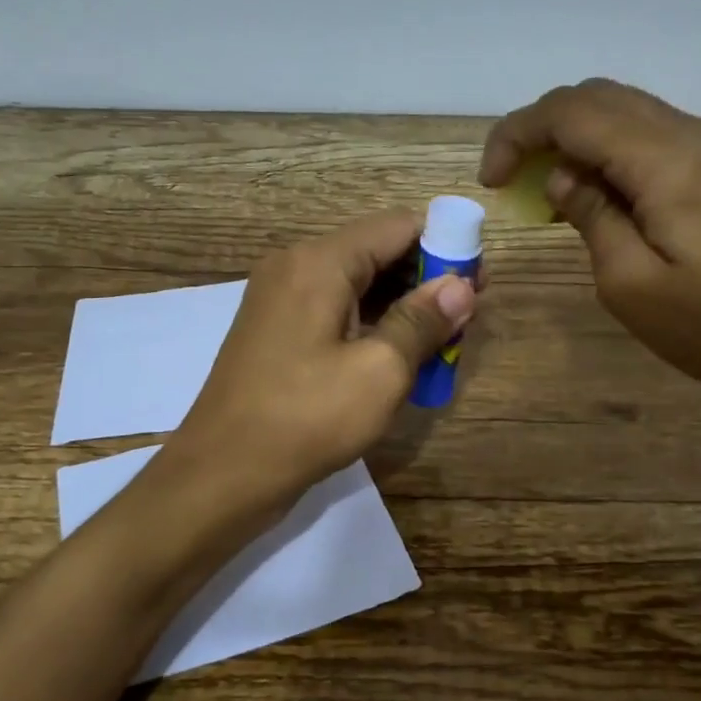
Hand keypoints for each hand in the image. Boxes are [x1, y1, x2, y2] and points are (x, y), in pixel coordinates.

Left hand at [162, 210, 476, 516]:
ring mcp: (280, 300)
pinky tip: (398, 355)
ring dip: (400, 306)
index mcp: (319, 262)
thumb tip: (461, 286)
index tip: (478, 282)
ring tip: (441, 340)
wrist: (221, 474)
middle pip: (375, 252)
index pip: (397, 226)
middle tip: (465, 318)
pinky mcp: (276, 331)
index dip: (445, 246)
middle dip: (424, 279)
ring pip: (356, 284)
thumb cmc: (305, 419)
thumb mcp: (379, 371)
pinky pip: (334, 310)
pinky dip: (370, 324)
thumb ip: (422, 321)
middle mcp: (295, 267)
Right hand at [480, 78, 700, 417]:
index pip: (573, 112)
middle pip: (599, 97)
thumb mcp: (631, 285)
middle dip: (542, 129)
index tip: (491, 181)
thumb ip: (591, 217)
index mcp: (669, 161)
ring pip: (627, 112)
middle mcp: (696, 135)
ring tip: (547, 192)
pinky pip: (654, 137)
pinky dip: (610, 152)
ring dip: (576, 139)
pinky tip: (597, 195)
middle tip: (512, 181)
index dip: (518, 133)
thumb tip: (562, 176)